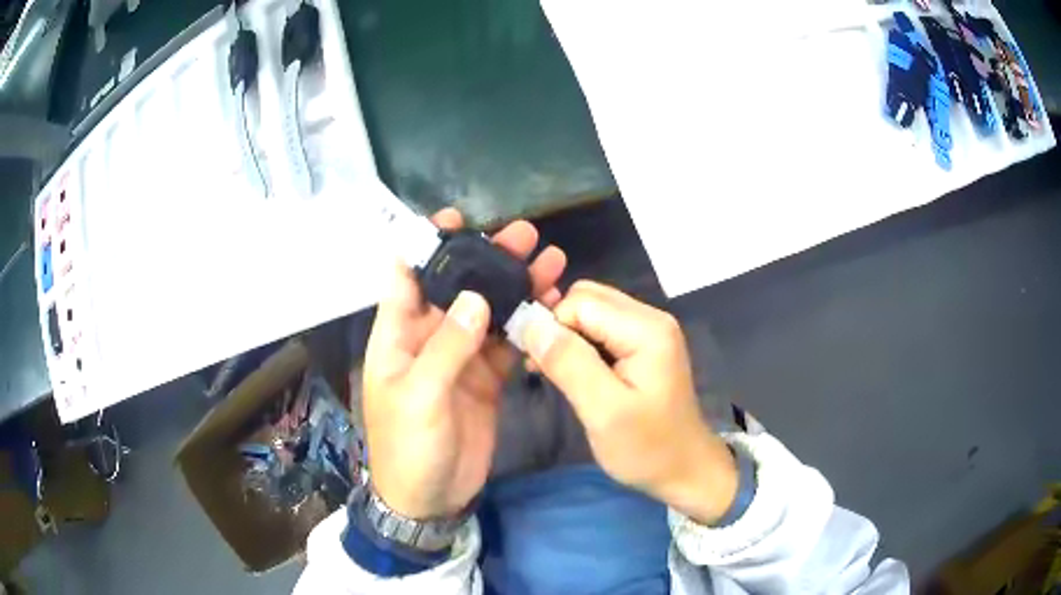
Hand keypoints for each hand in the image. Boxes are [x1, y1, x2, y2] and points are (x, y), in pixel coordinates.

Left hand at [362, 209, 565, 519]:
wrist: (430, 497)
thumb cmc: (409, 446)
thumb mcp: (419, 396)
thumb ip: (447, 346)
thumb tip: (475, 297)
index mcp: (398, 335)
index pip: (406, 276)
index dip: (426, 245)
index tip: (456, 219)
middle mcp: (429, 337)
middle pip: (458, 287)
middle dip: (487, 258)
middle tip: (523, 235)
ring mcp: (460, 357)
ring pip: (489, 310)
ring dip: (515, 286)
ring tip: (549, 261)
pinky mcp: (486, 378)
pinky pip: (507, 342)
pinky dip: (527, 323)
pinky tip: (550, 305)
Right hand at [524, 281, 737, 524]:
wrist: (684, 470)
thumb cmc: (647, 447)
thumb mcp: (604, 411)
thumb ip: (569, 363)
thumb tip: (531, 323)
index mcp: (646, 329)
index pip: (580, 302)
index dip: (553, 329)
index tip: (540, 367)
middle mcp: (650, 317)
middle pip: (586, 298)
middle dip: (558, 329)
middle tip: (546, 370)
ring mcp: (649, 330)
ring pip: (590, 312)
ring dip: (567, 339)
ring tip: (559, 375)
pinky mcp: (643, 345)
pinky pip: (601, 329)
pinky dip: (581, 346)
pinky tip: (576, 374)